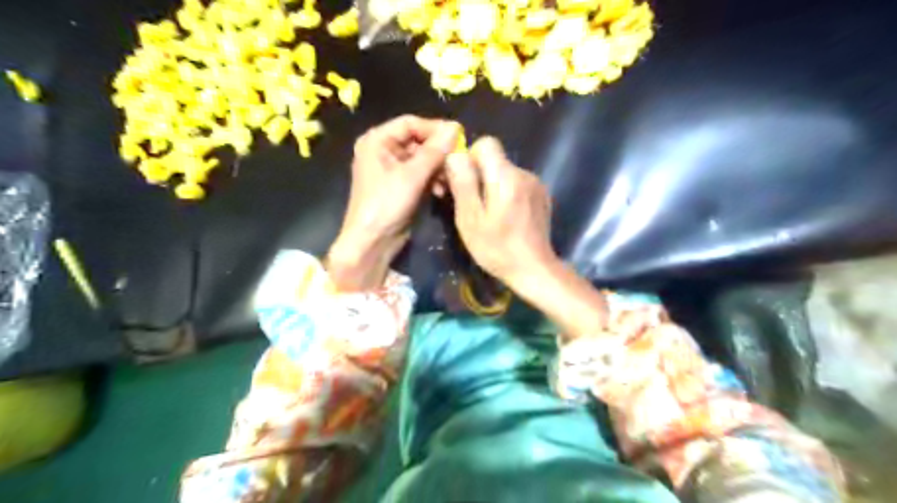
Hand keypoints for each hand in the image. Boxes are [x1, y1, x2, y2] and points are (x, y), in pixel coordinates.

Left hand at [326, 115, 458, 288]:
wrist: (372, 242)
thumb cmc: (386, 204)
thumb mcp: (412, 175)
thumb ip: (435, 151)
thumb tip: (456, 127)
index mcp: (377, 141)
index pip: (410, 123)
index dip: (434, 128)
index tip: (460, 136)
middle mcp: (383, 150)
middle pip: (417, 141)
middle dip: (438, 151)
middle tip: (459, 160)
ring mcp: (392, 169)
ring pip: (422, 159)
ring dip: (438, 167)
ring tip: (451, 178)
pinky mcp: (400, 186)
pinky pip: (421, 174)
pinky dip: (432, 180)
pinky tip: (442, 190)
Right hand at [446, 136, 605, 336]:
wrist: (534, 269)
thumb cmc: (497, 249)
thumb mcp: (470, 219)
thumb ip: (463, 183)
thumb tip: (455, 155)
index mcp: (505, 177)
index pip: (487, 143)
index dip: (470, 158)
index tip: (464, 182)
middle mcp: (524, 173)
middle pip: (495, 159)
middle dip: (479, 175)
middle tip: (471, 204)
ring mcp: (536, 184)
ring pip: (505, 172)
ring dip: (493, 186)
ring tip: (489, 215)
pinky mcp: (541, 196)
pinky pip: (517, 184)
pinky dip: (507, 194)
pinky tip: (507, 217)